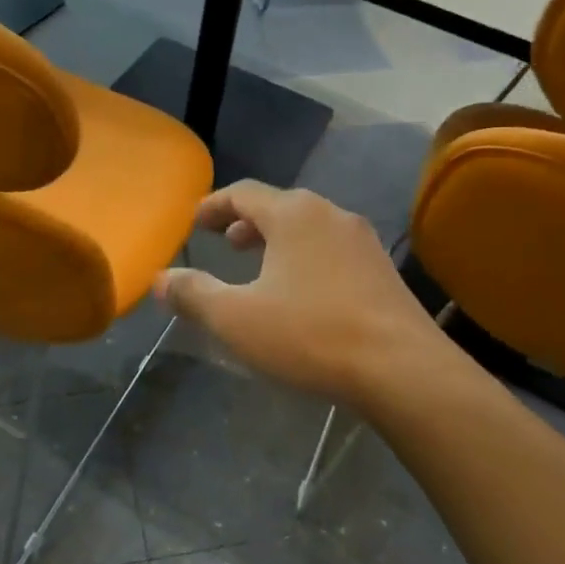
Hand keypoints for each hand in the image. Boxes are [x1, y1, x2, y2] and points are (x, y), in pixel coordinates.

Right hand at [154, 183, 461, 408]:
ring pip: (309, 229)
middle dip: (246, 222)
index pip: (244, 192)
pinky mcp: (383, 272)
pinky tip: (301, 294)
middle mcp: (331, 215)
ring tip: (259, 267)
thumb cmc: (310, 334)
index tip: (194, 222)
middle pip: (279, 206)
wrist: (403, 370)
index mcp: (294, 214)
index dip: (213, 205)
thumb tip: (161, 279)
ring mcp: (363, 242)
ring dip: (277, 241)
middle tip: (225, 242)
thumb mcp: (236, 318)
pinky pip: (331, 251)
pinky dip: (304, 259)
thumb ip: (193, 294)